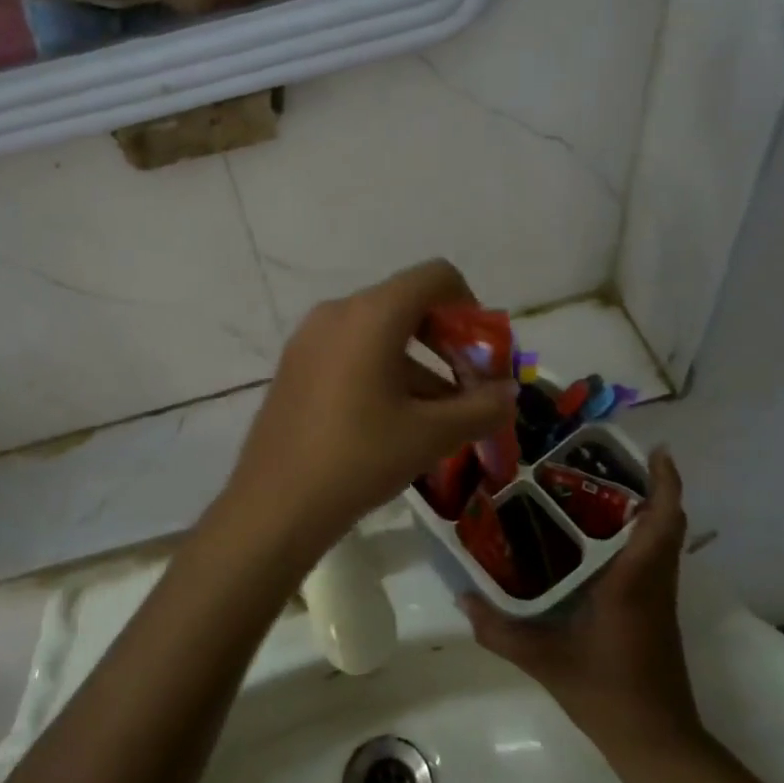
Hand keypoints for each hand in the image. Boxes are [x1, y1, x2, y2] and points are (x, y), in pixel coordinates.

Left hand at [211, 260, 517, 570]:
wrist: (274, 506)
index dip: (470, 307)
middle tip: (469, 387)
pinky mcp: (296, 365)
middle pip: (408, 304)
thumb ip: (481, 408)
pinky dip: (384, 372)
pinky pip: (352, 351)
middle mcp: (337, 312)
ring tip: (441, 418)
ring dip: (419, 364)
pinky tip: (397, 422)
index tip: (482, 354)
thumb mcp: (431, 435)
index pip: (435, 276)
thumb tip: (509, 394)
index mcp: (371, 314)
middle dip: (448, 341)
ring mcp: (310, 338)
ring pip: (380, 333)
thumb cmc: (358, 459)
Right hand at [461, 449, 706, 762]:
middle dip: (652, 486)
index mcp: (634, 582)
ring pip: (663, 541)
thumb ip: (500, 630)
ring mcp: (659, 599)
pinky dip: (639, 537)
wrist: (659, 745)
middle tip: (609, 461)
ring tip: (599, 489)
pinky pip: (654, 560)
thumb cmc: (607, 694)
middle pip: (668, 522)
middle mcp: (653, 582)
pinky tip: (598, 540)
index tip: (656, 449)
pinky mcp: (656, 614)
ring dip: (647, 510)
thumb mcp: (544, 661)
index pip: (662, 521)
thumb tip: (462, 598)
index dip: (666, 482)